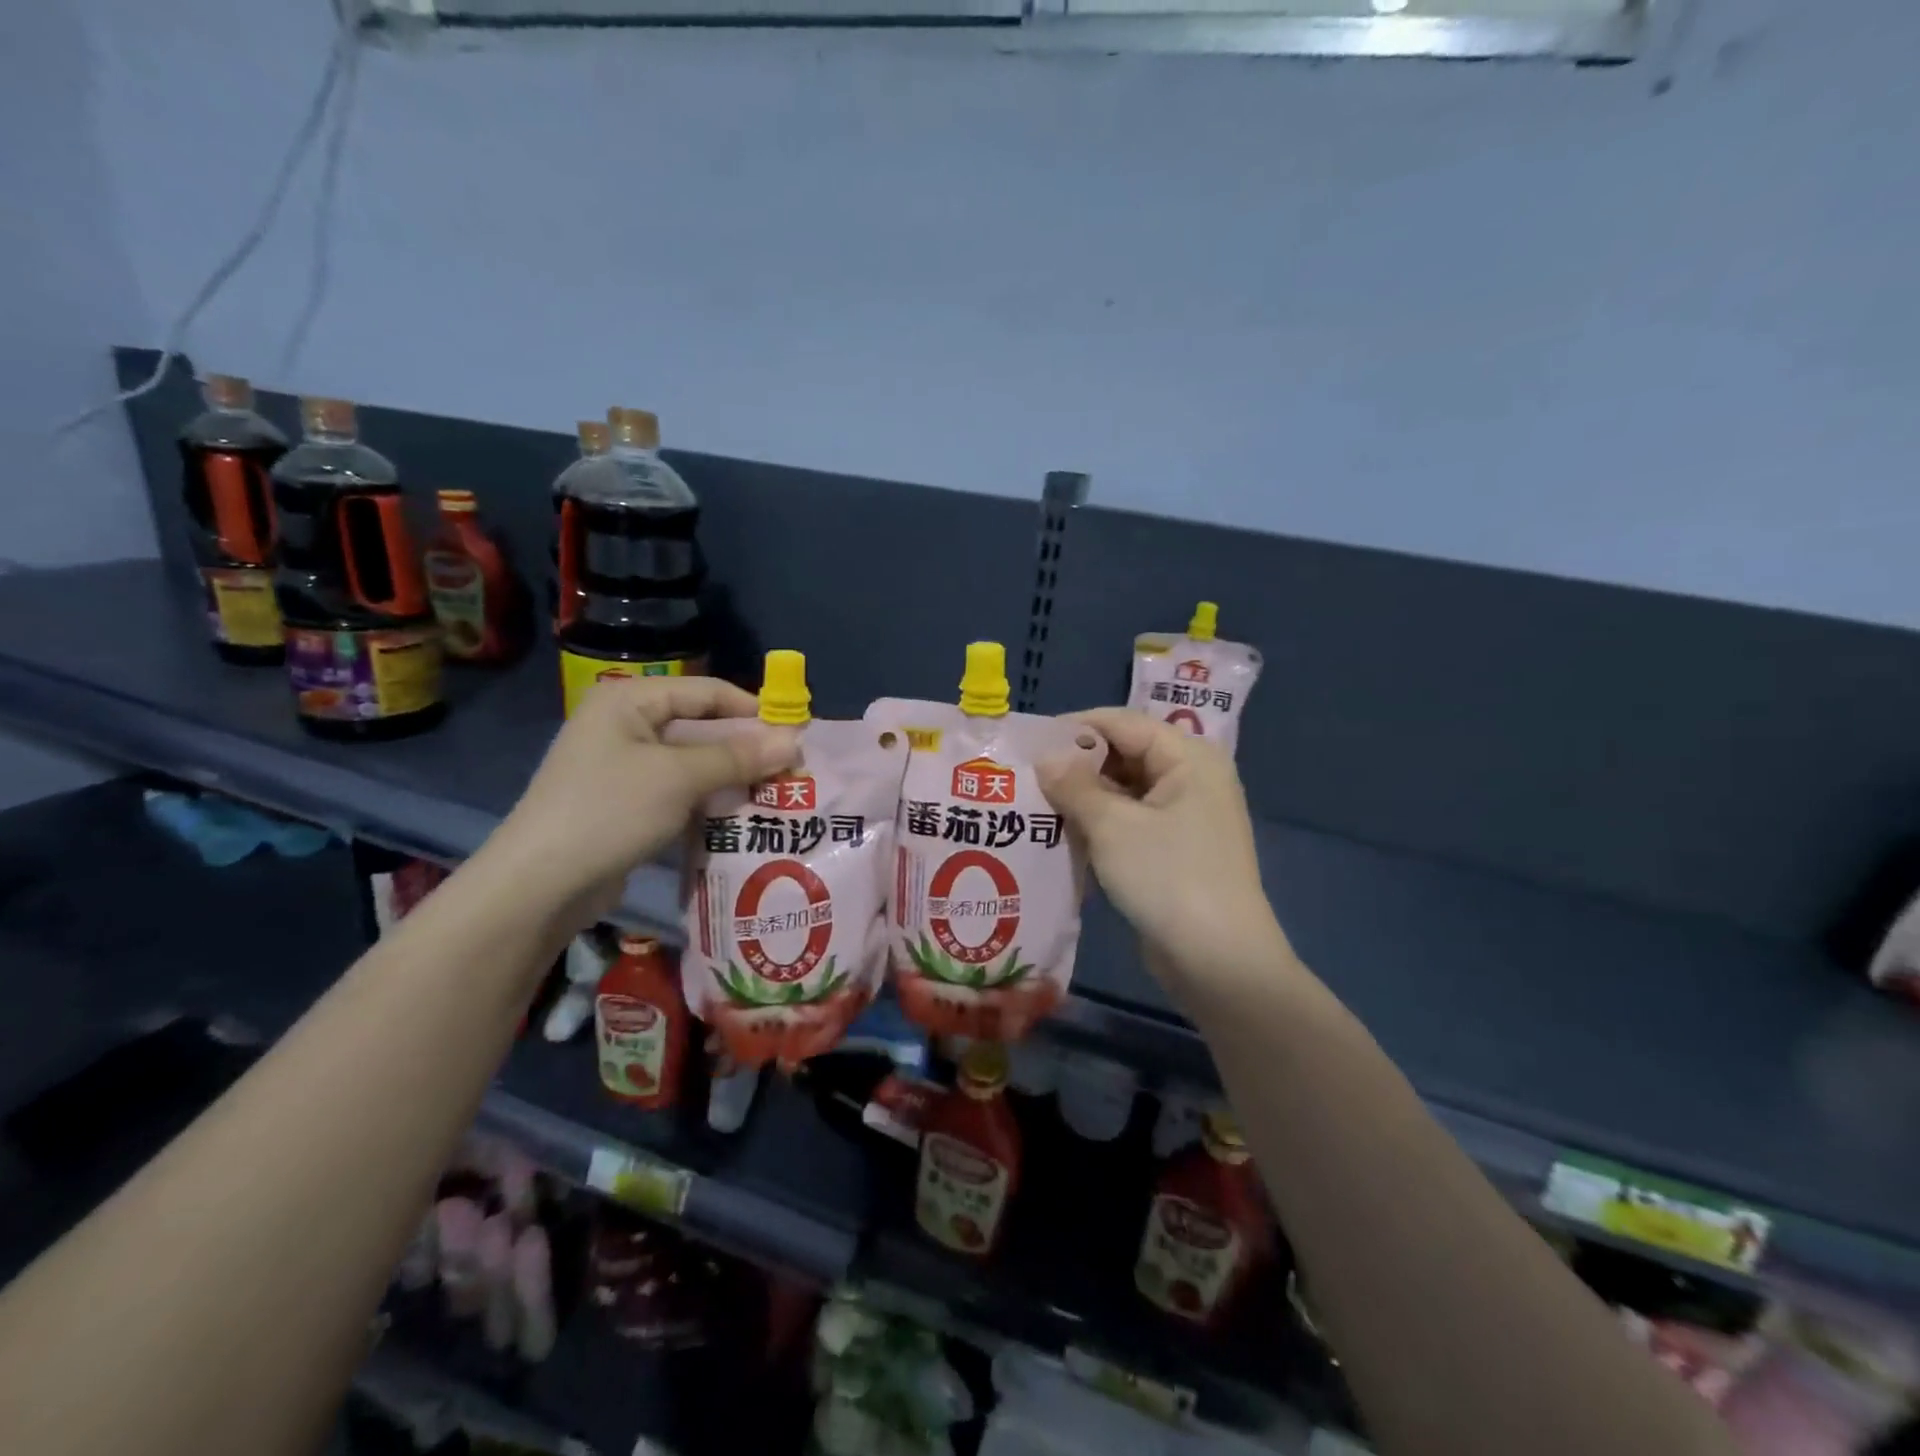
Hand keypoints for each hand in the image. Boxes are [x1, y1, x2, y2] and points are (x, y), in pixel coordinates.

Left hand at [486, 677, 796, 924]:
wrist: (540, 885)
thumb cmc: (610, 811)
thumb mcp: (679, 778)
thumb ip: (738, 757)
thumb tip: (794, 742)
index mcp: (630, 700)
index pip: (707, 691)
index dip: (753, 709)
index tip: (797, 734)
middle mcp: (626, 724)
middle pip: (702, 727)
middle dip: (746, 748)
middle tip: (792, 770)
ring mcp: (624, 766)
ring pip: (694, 762)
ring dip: (733, 777)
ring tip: (777, 794)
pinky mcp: (627, 802)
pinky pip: (679, 790)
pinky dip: (709, 799)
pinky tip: (742, 816)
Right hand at [1039, 709, 1292, 1003]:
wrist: (1219, 962)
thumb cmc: (1168, 878)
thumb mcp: (1112, 826)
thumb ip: (1074, 784)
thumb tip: (1044, 757)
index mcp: (1188, 757)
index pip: (1122, 722)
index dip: (1074, 728)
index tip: (1028, 742)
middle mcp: (1191, 778)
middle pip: (1124, 754)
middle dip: (1076, 764)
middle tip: (1025, 776)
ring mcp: (1184, 816)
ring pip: (1123, 790)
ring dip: (1083, 797)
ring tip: (1033, 804)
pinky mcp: (1174, 849)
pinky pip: (1129, 821)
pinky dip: (1098, 823)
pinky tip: (1061, 833)